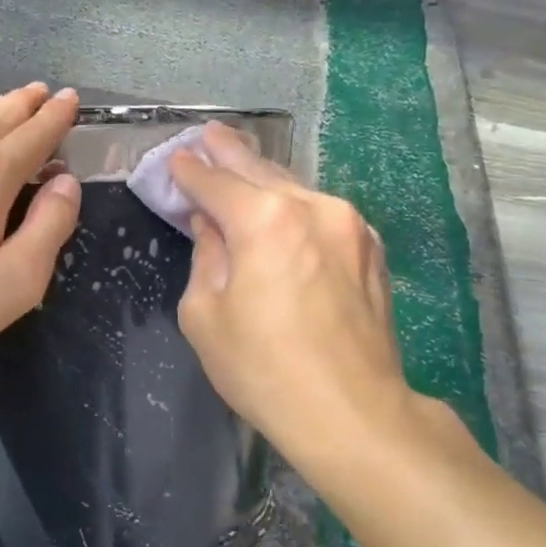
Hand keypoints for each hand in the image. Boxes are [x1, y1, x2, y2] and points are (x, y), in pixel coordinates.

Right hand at [171, 123, 413, 466]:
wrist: (352, 412)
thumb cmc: (263, 368)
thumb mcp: (205, 315)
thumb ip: (205, 257)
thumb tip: (211, 226)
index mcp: (265, 219)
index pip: (216, 182)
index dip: (190, 171)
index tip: (175, 159)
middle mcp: (312, 207)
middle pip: (260, 171)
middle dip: (229, 152)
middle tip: (208, 134)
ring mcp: (349, 225)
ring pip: (296, 188)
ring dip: (264, 176)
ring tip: (241, 160)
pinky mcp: (370, 249)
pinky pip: (321, 212)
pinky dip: (294, 204)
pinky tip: (282, 206)